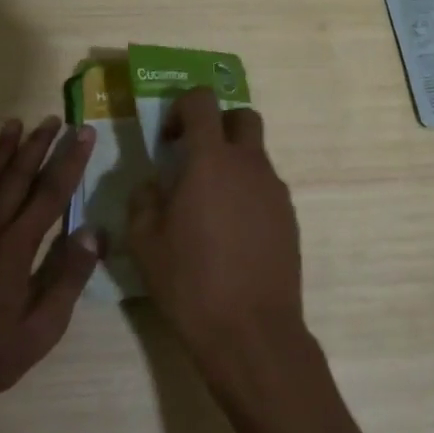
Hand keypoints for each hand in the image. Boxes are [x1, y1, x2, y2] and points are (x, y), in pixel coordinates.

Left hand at [0, 116, 99, 415]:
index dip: (70, 161)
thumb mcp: (45, 325)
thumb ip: (70, 276)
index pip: (51, 193)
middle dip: (39, 145)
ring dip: (2, 151)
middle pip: (18, 177)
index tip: (83, 133)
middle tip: (54, 119)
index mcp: (18, 247)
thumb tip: (94, 232)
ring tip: (15, 122)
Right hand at [126, 88, 307, 390]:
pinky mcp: (290, 217)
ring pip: (256, 155)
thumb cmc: (191, 282)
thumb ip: (143, 201)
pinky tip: (231, 233)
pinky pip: (266, 188)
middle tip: (194, 159)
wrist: (251, 331)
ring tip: (209, 206)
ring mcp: (275, 190)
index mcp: (211, 161)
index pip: (202, 102)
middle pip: (242, 117)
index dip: (182, 108)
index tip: (168, 140)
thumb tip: (152, 185)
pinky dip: (247, 193)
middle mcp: (250, 165)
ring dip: (232, 163)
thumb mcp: (145, 243)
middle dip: (217, 125)